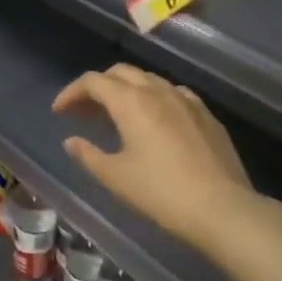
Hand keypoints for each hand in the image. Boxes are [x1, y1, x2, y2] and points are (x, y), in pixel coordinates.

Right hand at [52, 65, 262, 249]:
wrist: (222, 207)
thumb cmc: (161, 192)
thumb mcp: (116, 177)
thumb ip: (88, 155)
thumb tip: (72, 141)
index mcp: (131, 101)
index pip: (93, 81)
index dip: (72, 92)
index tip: (59, 112)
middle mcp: (157, 90)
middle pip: (121, 72)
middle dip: (98, 87)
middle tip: (84, 112)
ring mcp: (186, 99)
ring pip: (148, 80)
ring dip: (126, 90)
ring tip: (116, 116)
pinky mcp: (206, 114)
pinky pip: (172, 93)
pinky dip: (154, 99)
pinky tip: (154, 121)